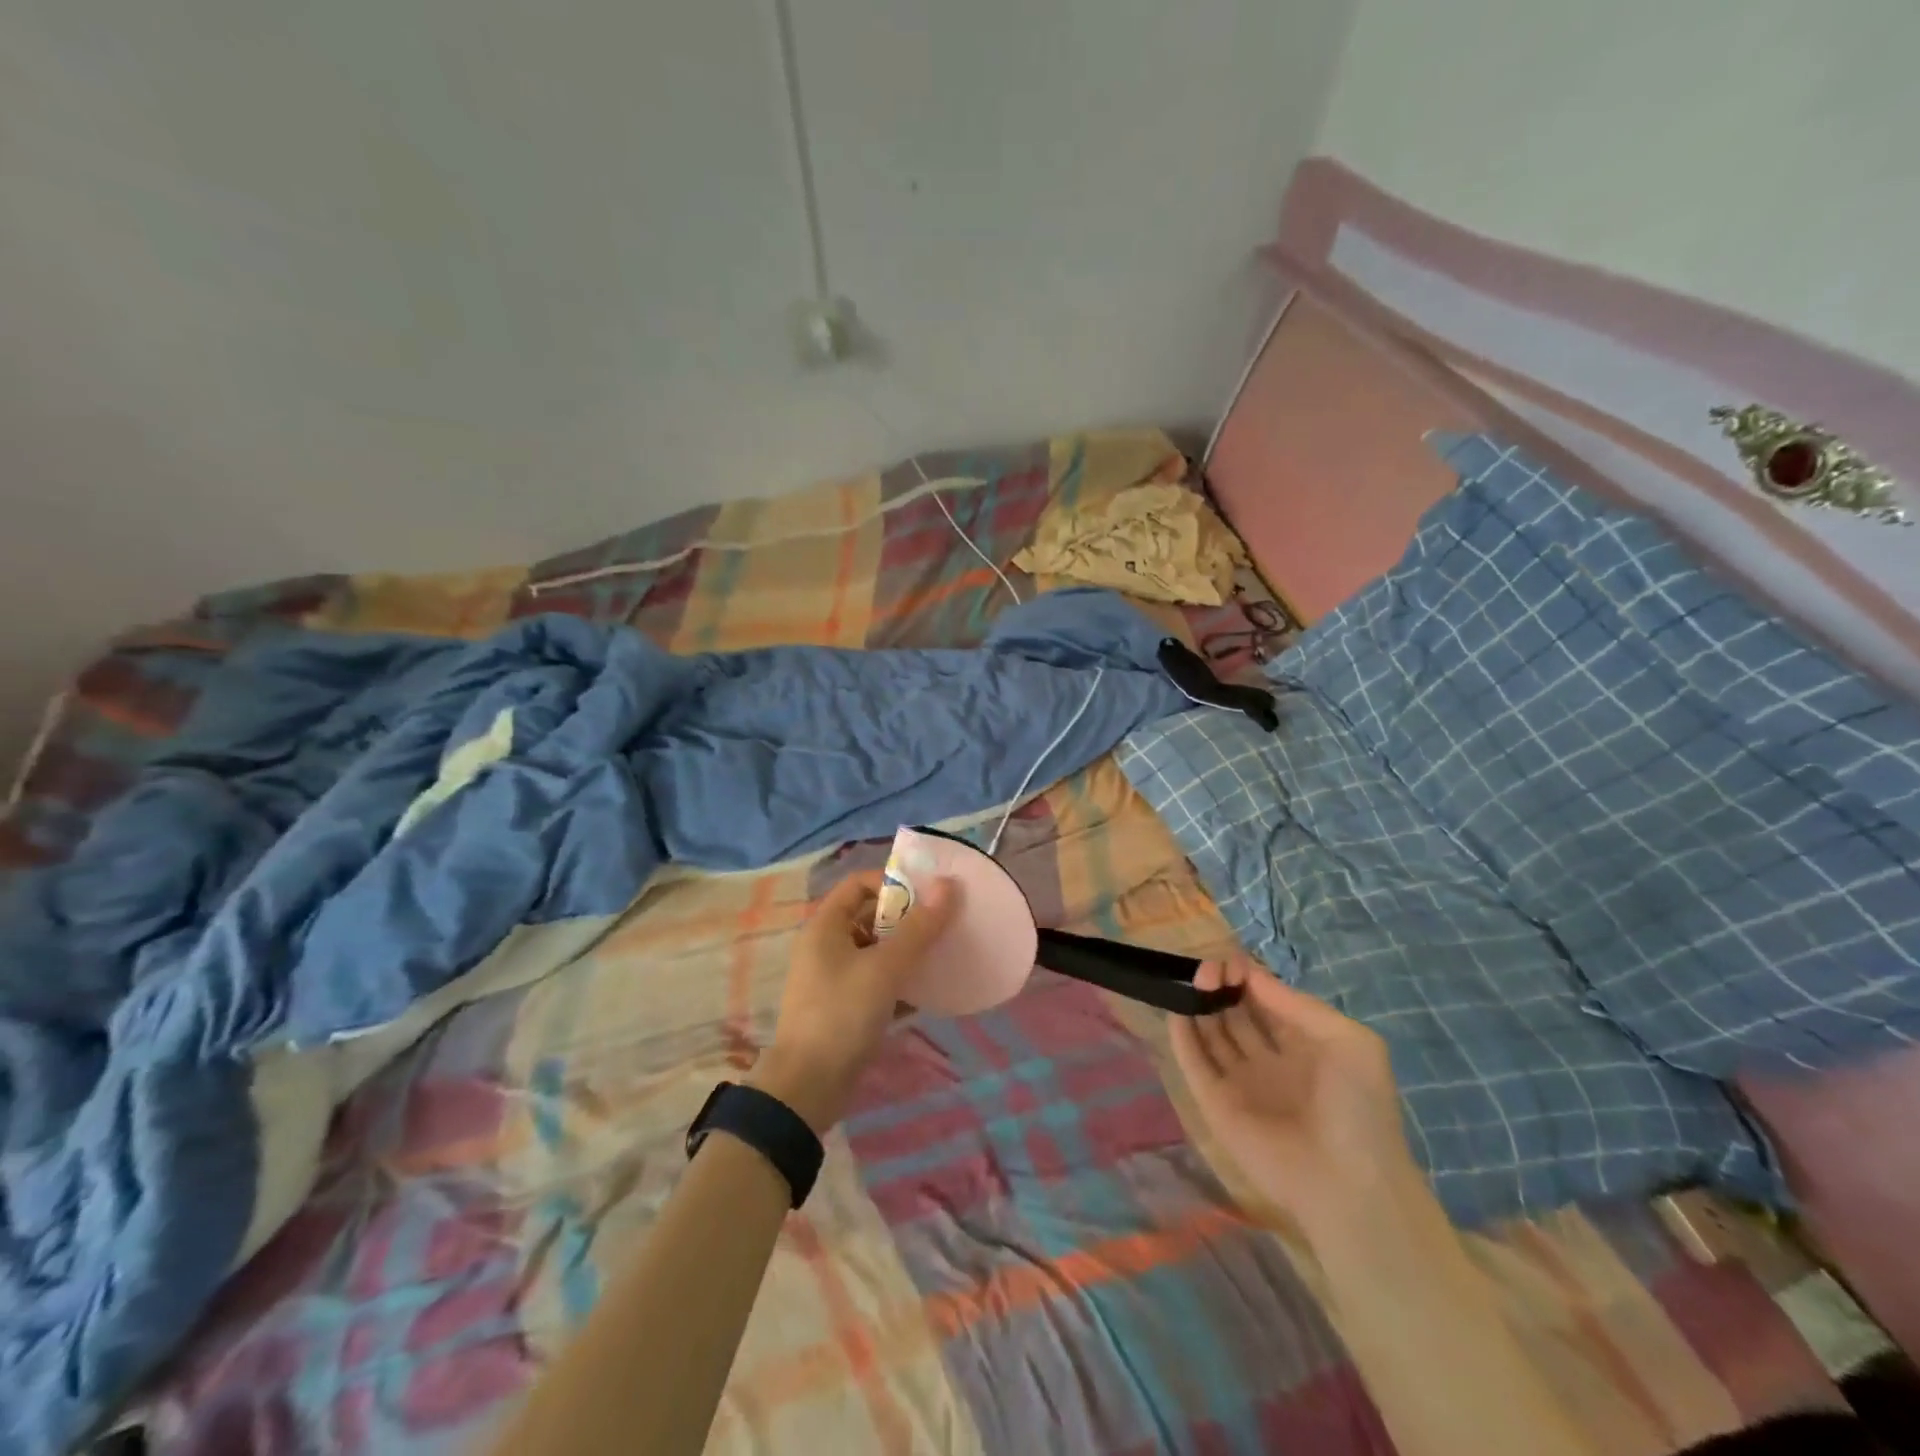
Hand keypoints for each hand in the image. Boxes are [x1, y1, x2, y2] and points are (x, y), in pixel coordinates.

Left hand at [751, 869, 955, 1132]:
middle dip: (908, 918)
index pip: (859, 884)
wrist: (808, 1089)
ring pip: (877, 952)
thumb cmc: (842, 1015)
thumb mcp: (884, 968)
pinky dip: (901, 982)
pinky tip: (931, 991)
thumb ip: (919, 927)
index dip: (893, 882)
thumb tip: (948, 884)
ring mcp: (834, 979)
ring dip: (908, 951)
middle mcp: (827, 946)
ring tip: (944, 954)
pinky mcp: (845, 1008)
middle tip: (945, 924)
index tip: (929, 895)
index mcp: (826, 926)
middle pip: (871, 917)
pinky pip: (877, 982)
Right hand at [1169, 955, 1417, 1233]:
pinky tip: (1177, 1010)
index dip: (1247, 976)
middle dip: (1221, 985)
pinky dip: (1182, 1036)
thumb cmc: (1358, 1108)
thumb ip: (1296, 1004)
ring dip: (1200, 1004)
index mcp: (1304, 1045)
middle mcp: (1269, 1060)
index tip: (1231, 963)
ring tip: (1193, 983)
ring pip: (1211, 1033)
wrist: (1349, 1185)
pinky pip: (1193, 1063)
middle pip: (1235, 1011)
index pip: (1265, 999)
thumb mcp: (1349, 1041)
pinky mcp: (1215, 1104)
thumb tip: (1250, 976)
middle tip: (1208, 971)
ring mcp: (1240, 1082)